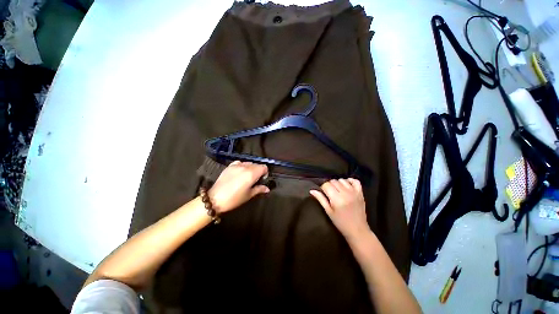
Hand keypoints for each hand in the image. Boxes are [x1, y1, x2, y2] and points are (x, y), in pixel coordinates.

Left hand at [208, 161, 269, 212]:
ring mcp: (236, 165)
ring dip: (251, 168)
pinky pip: (240, 162)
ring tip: (247, 177)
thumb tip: (267, 188)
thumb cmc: (234, 199)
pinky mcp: (229, 166)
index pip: (264, 167)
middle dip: (258, 171)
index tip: (262, 180)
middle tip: (255, 180)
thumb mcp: (249, 195)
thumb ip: (259, 189)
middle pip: (257, 164)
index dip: (265, 173)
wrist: (215, 199)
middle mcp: (245, 166)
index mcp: (252, 173)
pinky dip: (243, 166)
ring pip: (249, 163)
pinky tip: (240, 173)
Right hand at [310, 178, 370, 241]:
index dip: (323, 188)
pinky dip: (349, 181)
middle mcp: (346, 193)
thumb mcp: (328, 211)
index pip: (326, 185)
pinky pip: (355, 181)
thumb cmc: (340, 222)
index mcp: (337, 199)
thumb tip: (312, 190)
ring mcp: (354, 192)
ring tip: (338, 191)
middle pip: (334, 181)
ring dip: (338, 183)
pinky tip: (346, 186)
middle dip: (330, 185)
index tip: (323, 193)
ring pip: (342, 180)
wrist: (357, 230)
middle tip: (330, 193)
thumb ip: (321, 199)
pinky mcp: (360, 193)